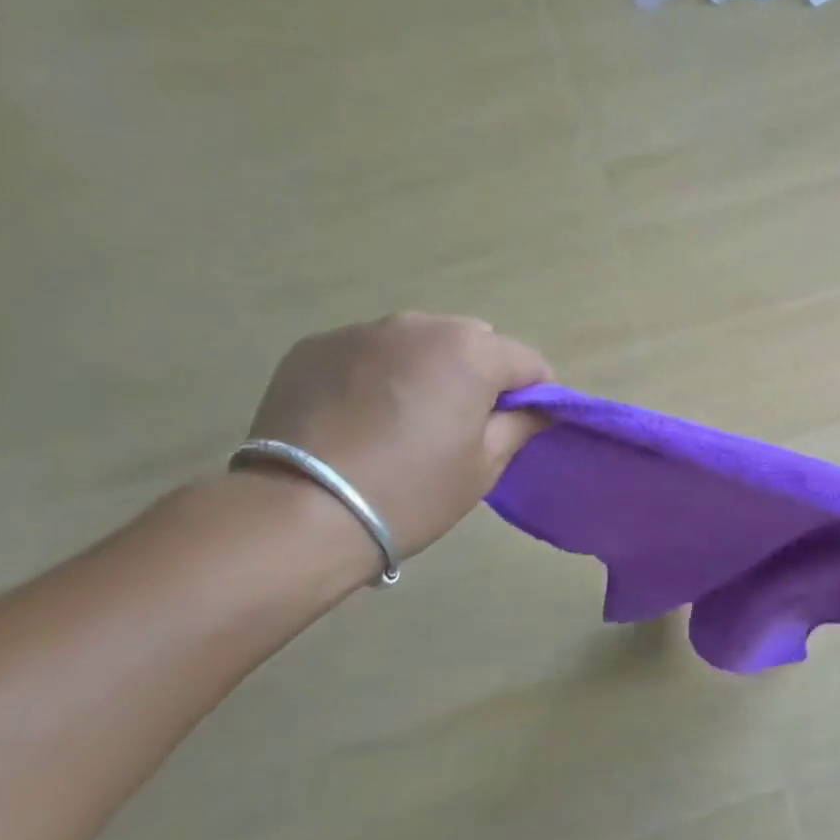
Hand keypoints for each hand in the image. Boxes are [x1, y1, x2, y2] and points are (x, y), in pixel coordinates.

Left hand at [245, 313, 550, 568]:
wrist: (300, 514)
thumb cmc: (411, 493)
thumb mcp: (483, 467)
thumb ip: (520, 426)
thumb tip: (539, 408)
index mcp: (471, 351)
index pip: (527, 361)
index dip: (534, 394)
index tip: (519, 427)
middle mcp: (420, 325)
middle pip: (472, 342)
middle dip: (478, 375)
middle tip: (459, 425)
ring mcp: (361, 331)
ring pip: (417, 342)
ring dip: (426, 369)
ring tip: (404, 420)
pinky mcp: (314, 347)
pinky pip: (368, 352)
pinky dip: (377, 374)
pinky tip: (360, 417)